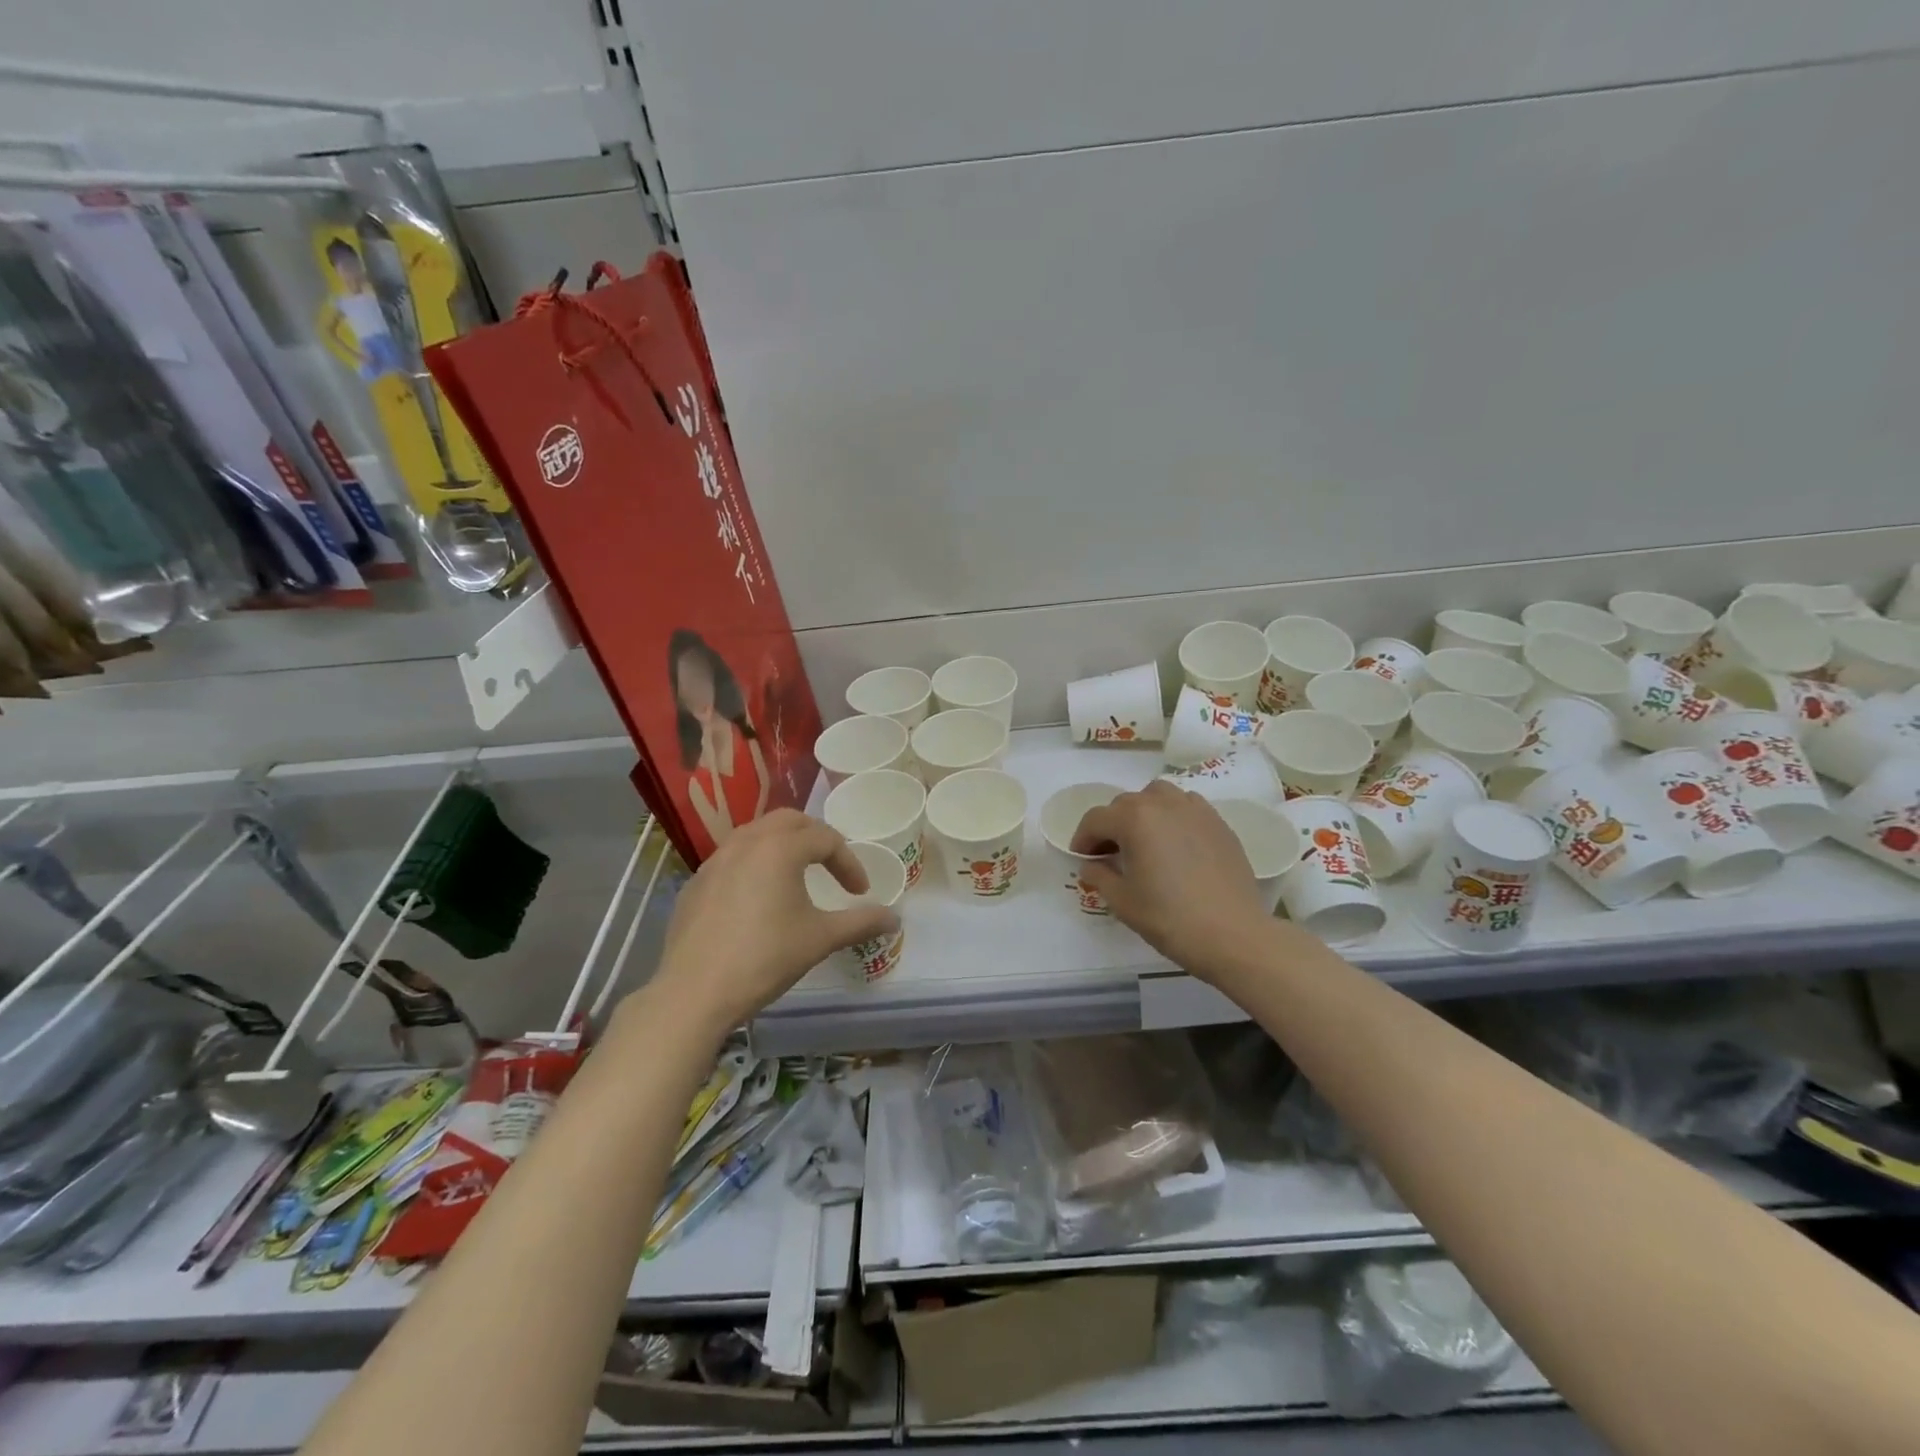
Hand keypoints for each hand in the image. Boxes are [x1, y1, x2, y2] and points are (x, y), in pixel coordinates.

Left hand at [647, 810, 898, 1035]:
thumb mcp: (820, 939)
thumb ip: (861, 923)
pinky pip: (731, 858)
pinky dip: (753, 864)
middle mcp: (746, 842)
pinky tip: (756, 899)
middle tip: (831, 865)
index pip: (826, 839)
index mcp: (780, 848)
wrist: (694, 993)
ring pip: (755, 834)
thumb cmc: (765, 958)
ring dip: (782, 845)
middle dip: (816, 837)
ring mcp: (715, 861)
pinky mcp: (695, 883)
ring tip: (795, 875)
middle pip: (789, 821)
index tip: (859, 893)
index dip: (849, 863)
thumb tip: (895, 919)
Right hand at [1070, 781, 1279, 979]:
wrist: (1233, 935)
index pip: (1096, 819)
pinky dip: (1172, 816)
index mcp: (1134, 819)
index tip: (1081, 859)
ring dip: (1142, 813)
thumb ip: (1099, 876)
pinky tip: (1175, 844)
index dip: (1082, 839)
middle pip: (1125, 804)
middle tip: (1109, 856)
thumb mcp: (1122, 901)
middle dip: (1111, 826)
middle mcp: (1163, 804)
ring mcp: (1195, 810)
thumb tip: (1091, 865)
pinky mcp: (1218, 823)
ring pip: (1157, 797)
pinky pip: (1186, 807)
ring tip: (1143, 842)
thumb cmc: (1170, 918)